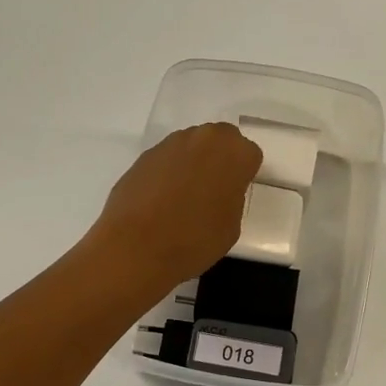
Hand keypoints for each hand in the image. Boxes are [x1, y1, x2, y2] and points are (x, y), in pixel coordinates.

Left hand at [88, 123, 262, 296]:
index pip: (249, 155)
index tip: (234, 195)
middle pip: (220, 140)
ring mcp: (170, 144)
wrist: (136, 247)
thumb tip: (218, 191)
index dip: (243, 175)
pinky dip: (168, 173)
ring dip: (193, 164)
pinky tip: (160, 201)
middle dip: (219, 160)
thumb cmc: (195, 240)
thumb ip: (232, 197)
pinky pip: (166, 160)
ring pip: (191, 146)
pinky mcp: (144, 156)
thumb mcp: (231, 225)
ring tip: (183, 198)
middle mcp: (203, 138)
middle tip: (213, 191)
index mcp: (233, 153)